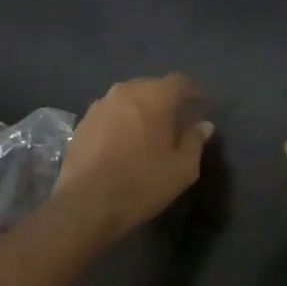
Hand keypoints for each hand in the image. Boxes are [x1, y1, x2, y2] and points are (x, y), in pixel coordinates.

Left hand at [54, 74, 211, 240]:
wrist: (85, 203)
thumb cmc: (141, 183)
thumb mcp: (182, 168)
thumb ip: (195, 141)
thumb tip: (204, 124)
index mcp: (153, 97)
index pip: (179, 82)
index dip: (194, 92)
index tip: (202, 106)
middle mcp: (125, 92)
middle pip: (152, 87)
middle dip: (168, 100)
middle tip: (178, 120)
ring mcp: (100, 106)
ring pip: (129, 99)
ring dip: (143, 110)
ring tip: (151, 132)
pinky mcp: (83, 123)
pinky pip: (111, 113)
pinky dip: (123, 121)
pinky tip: (126, 142)